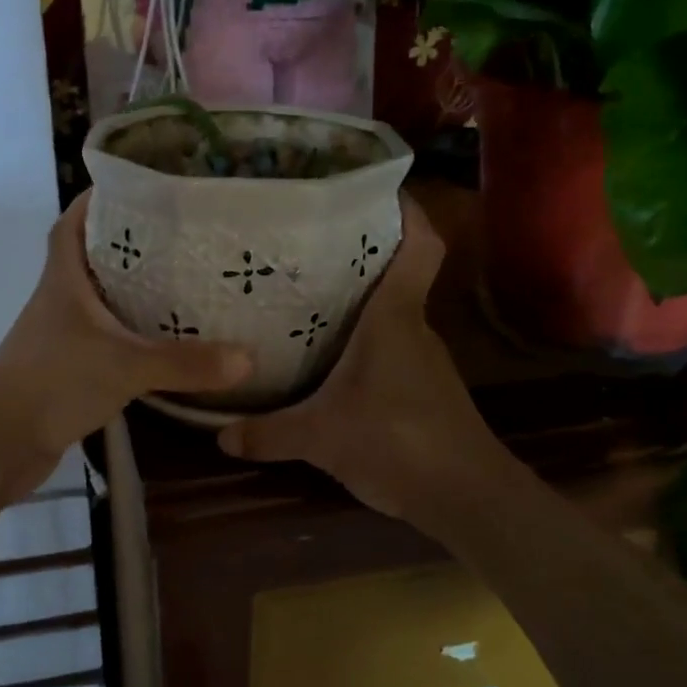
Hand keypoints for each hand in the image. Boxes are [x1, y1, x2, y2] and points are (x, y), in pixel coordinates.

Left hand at [0, 191, 251, 480]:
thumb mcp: (126, 366)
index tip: (135, 190)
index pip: (72, 224)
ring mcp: (60, 337)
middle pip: (90, 259)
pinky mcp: (66, 370)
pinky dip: (128, 336)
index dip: (96, 202)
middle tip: (177, 238)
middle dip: (128, 245)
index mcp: (63, 280)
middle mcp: (59, 301)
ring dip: (129, 292)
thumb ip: (185, 363)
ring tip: (179, 284)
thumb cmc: (53, 382)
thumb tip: (248, 358)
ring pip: (98, 302)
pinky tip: (160, 344)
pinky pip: (103, 340)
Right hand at [217, 195, 524, 529]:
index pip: (419, 245)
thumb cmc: (398, 442)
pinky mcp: (425, 388)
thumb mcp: (320, 438)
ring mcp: (424, 359)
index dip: (407, 210)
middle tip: (309, 243)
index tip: (377, 188)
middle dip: (361, 254)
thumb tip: (219, 434)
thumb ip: (268, 433)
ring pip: (392, 313)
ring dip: (361, 301)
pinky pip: (392, 347)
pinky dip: (366, 341)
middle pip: (396, 273)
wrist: (468, 498)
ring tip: (310, 295)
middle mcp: (414, 327)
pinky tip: (333, 359)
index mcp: (395, 317)